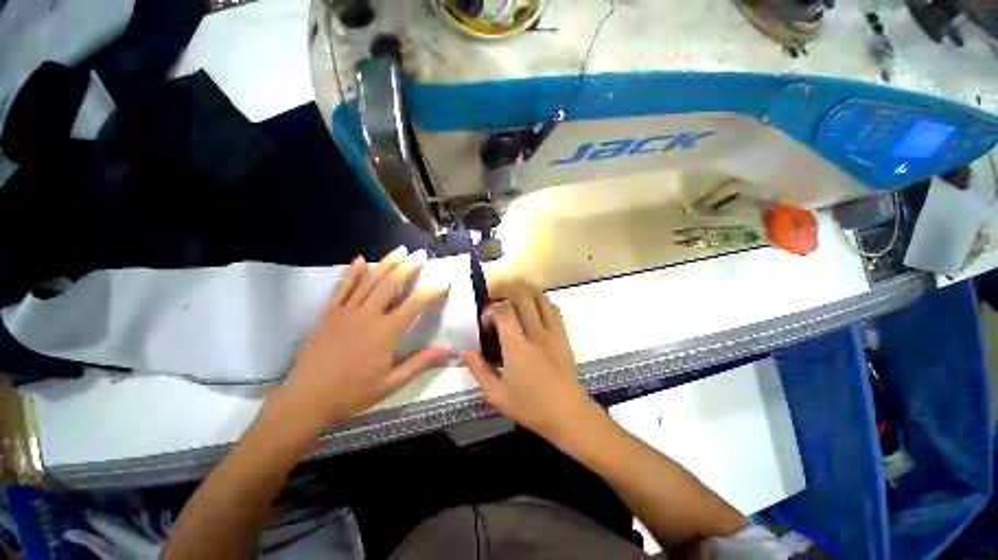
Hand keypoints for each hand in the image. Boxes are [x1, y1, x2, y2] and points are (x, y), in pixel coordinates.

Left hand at [270, 246, 448, 435]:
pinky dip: (351, 273)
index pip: (414, 304)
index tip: (443, 283)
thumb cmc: (352, 393)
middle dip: (408, 267)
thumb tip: (445, 350)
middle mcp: (368, 315)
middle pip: (391, 284)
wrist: (306, 399)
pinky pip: (341, 288)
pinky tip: (359, 260)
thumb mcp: (391, 384)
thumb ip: (419, 364)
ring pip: (369, 281)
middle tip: (420, 254)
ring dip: (386, 263)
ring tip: (399, 250)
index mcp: (385, 332)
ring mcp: (346, 312)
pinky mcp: (329, 314)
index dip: (431, 292)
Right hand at [462, 281, 594, 439]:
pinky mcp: (563, 334)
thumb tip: (464, 349)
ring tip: (512, 302)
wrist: (568, 413)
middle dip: (506, 293)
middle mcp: (536, 333)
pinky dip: (540, 302)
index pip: (503, 311)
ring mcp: (552, 331)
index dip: (490, 310)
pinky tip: (532, 311)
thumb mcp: (496, 395)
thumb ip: (478, 369)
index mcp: (517, 347)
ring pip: (539, 297)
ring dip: (523, 294)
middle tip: (497, 304)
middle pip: (522, 296)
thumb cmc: (530, 406)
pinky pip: (552, 308)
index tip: (485, 324)